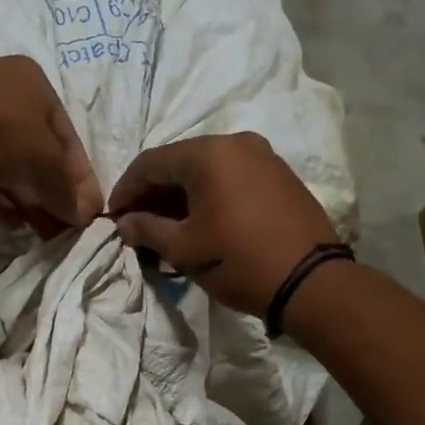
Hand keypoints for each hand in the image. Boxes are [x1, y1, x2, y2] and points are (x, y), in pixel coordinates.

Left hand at [0, 56, 102, 232]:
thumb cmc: (1, 132)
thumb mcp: (45, 163)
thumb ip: (67, 190)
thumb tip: (85, 215)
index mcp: (33, 82)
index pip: (67, 136)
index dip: (81, 177)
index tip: (88, 211)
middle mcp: (3, 89)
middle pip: (37, 150)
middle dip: (52, 192)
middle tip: (64, 227)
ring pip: (8, 162)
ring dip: (27, 198)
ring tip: (42, 233)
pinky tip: (12, 223)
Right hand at [109, 132, 339, 316]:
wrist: (311, 281)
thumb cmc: (238, 261)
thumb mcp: (184, 249)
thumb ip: (146, 229)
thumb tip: (123, 223)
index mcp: (208, 154)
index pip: (150, 163)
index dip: (126, 190)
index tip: (113, 217)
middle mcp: (236, 142)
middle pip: (179, 162)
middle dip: (154, 193)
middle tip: (137, 224)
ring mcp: (263, 156)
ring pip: (207, 170)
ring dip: (181, 196)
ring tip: (167, 228)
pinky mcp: (280, 175)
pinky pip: (232, 178)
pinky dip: (209, 196)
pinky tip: (202, 222)